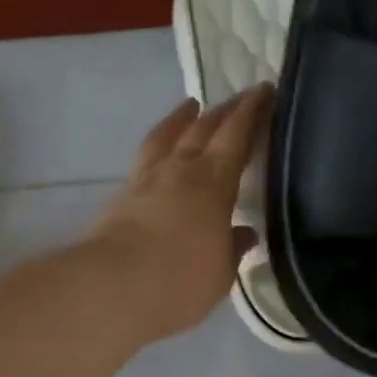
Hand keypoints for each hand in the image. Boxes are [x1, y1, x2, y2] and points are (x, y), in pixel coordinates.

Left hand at [87, 86, 273, 342]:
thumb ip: (232, 248)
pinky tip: (159, 154)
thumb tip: (244, 233)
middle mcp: (179, 170)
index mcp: (213, 183)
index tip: (264, 90)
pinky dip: (158, 146)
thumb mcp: (220, 272)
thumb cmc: (179, 281)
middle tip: (239, 97)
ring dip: (181, 118)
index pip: (236, 136)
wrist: (112, 286)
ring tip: (190, 106)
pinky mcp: (121, 196)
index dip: (251, 111)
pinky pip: (145, 158)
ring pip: (166, 136)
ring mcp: (146, 180)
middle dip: (224, 110)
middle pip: (203, 128)